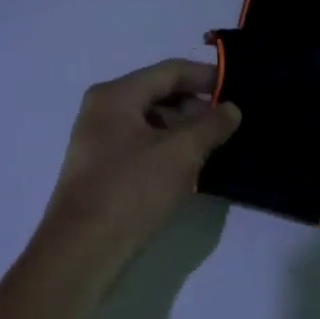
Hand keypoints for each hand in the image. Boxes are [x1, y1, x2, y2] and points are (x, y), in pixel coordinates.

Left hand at [38, 58, 241, 275]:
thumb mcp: (180, 154)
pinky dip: (164, 146)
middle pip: (156, 92)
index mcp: (116, 95)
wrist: (82, 247)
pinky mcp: (99, 166)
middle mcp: (102, 109)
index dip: (205, 77)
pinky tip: (185, 166)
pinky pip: (138, 143)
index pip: (169, 71)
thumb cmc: (132, 190)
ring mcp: (96, 138)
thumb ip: (210, 125)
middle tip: (226, 122)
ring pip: (148, 120)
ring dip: (181, 128)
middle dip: (194, 104)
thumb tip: (231, 109)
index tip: (237, 89)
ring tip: (210, 146)